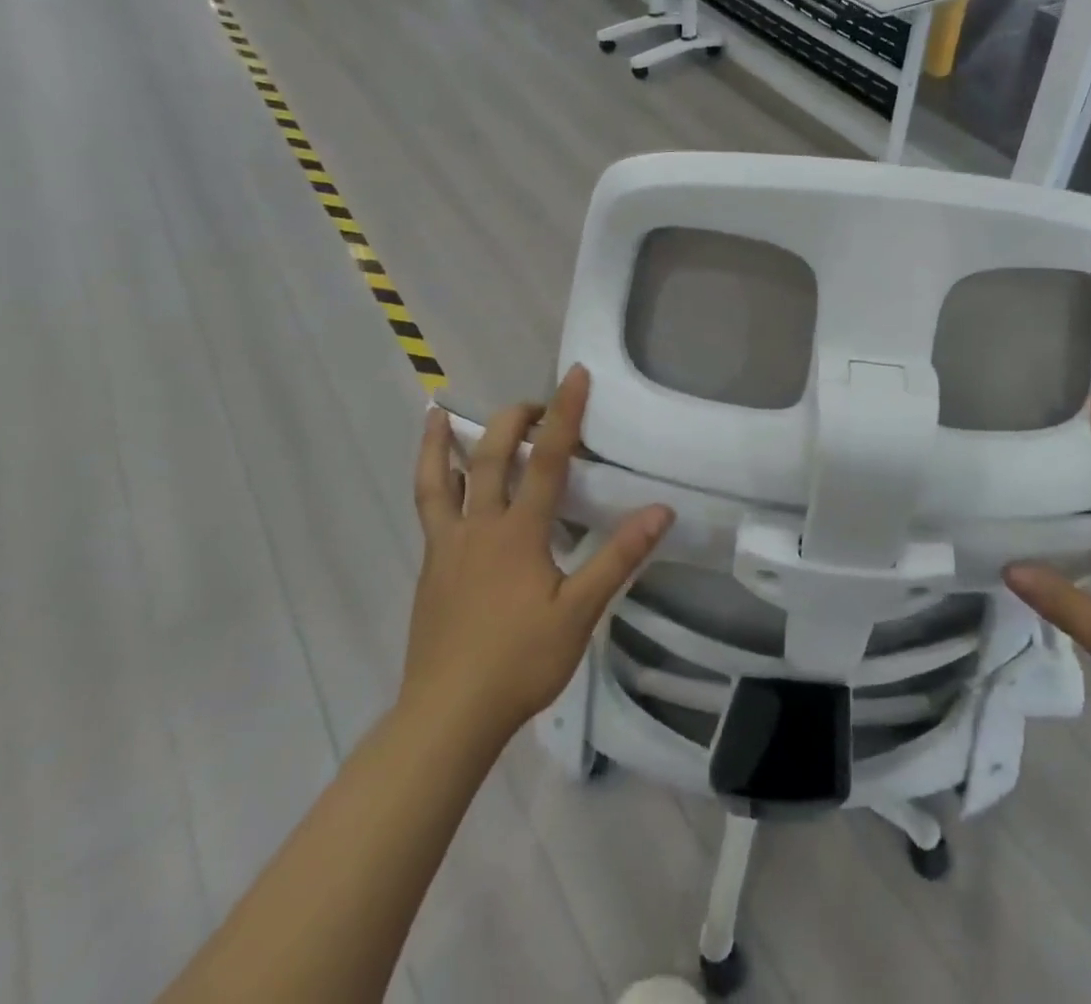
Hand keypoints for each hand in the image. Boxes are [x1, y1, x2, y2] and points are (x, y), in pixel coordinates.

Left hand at [406, 365, 673, 735]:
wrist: (447, 716)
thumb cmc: (519, 662)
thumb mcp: (580, 611)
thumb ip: (618, 557)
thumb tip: (661, 511)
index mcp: (518, 532)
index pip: (548, 459)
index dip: (564, 413)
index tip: (575, 374)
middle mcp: (478, 527)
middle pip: (492, 457)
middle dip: (513, 421)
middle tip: (535, 405)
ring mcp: (448, 547)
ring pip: (438, 481)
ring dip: (442, 443)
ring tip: (438, 412)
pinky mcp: (431, 570)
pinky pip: (429, 512)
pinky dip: (432, 482)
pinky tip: (440, 485)